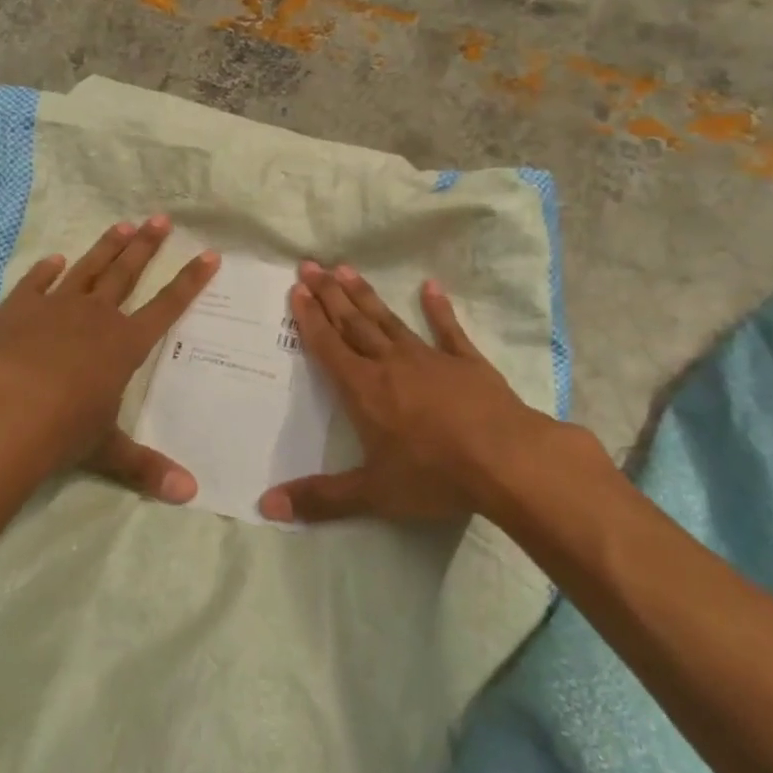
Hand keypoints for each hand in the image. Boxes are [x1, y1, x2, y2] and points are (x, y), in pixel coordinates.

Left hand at [0, 216, 218, 500]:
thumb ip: (147, 468)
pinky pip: (36, 283)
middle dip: (147, 246)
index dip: (190, 281)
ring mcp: (54, 308)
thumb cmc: (63, 431)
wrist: (1, 415)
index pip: (168, 306)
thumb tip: (191, 495)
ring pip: (88, 269)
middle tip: (161, 219)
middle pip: (127, 273)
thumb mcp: (108, 451)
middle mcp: (96, 317)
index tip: (209, 255)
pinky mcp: (16, 310)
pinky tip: (55, 260)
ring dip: (106, 247)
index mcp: (125, 345)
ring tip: (122, 224)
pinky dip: (46, 270)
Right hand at [258, 262, 558, 525]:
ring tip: (347, 269)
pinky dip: (438, 308)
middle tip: (311, 266)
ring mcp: (430, 359)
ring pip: (389, 321)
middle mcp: (391, 365)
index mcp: (364, 390)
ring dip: (366, 296)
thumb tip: (267, 506)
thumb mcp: (373, 493)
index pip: (329, 347)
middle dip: (330, 295)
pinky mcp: (466, 362)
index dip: (310, 319)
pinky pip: (447, 330)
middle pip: (353, 324)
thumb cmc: (434, 475)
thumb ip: (321, 498)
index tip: (298, 289)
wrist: (506, 460)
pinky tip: (430, 286)